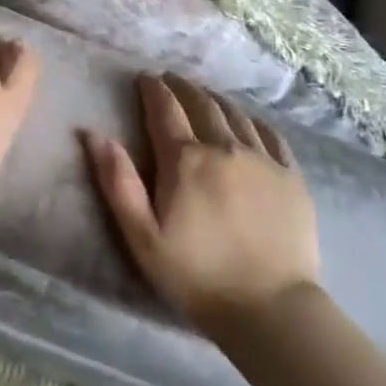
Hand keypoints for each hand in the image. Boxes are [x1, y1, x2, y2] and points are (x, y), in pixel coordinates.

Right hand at [83, 74, 321, 334]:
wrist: (271, 309)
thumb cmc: (196, 275)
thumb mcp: (141, 236)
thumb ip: (117, 182)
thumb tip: (94, 134)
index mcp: (185, 160)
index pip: (165, 109)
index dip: (153, 89)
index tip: (145, 77)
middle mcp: (224, 148)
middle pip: (201, 103)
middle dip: (183, 87)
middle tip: (171, 79)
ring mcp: (263, 159)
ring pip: (235, 114)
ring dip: (215, 98)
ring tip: (204, 94)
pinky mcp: (291, 176)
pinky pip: (270, 134)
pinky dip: (252, 119)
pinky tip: (247, 120)